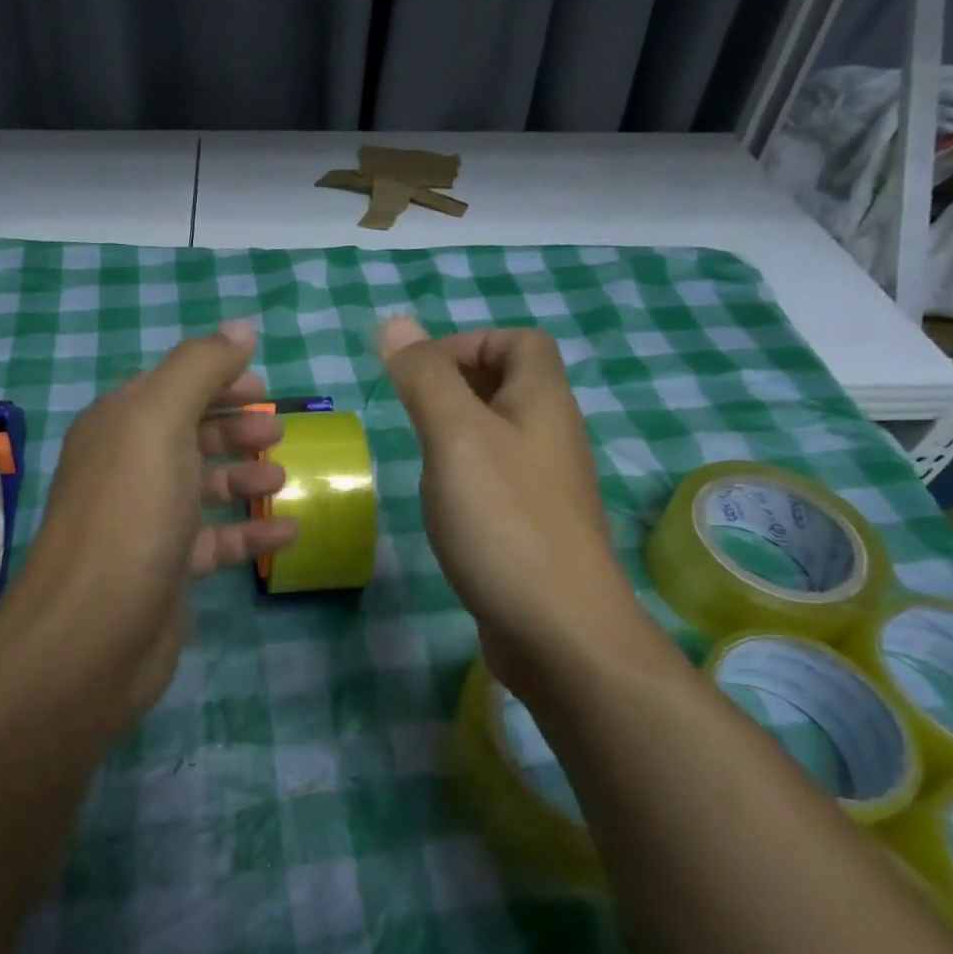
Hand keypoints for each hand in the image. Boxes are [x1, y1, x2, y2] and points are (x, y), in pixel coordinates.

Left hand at [9, 321, 297, 718]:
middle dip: (234, 428)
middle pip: (188, 434)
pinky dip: (249, 532)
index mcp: (118, 425)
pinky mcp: (165, 570)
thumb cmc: (131, 513)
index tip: (265, 388)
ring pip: (201, 487)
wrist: (94, 633)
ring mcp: (145, 522)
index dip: (218, 380)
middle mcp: (126, 468)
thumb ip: (201, 368)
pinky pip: (214, 541)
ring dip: (243, 477)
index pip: (171, 385)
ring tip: (282, 477)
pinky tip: (288, 532)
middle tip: (278, 434)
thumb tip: (241, 329)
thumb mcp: (161, 421)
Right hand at [376, 316, 657, 700]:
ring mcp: (548, 486)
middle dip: (457, 386)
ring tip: (424, 458)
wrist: (559, 630)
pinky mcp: (536, 528)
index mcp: (543, 402)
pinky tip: (445, 505)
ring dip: (459, 433)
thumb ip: (424, 378)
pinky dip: (468, 477)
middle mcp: (554, 436)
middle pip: (512, 385)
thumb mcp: (455, 437)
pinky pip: (500, 480)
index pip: (521, 342)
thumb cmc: (504, 520)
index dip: (469, 343)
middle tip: (413, 415)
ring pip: (502, 436)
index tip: (422, 377)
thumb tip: (393, 323)